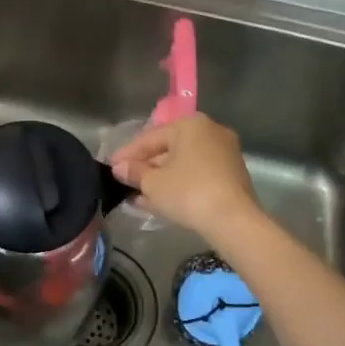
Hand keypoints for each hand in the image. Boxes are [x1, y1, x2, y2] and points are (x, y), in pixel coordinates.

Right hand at [109, 114, 260, 243]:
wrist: (233, 220)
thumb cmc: (188, 192)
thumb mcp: (153, 183)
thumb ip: (134, 172)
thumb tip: (120, 168)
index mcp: (190, 125)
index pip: (150, 137)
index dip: (127, 154)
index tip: (111, 167)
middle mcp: (210, 132)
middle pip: (168, 149)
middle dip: (146, 167)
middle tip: (125, 182)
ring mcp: (224, 154)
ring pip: (183, 164)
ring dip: (161, 179)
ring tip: (138, 196)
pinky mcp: (231, 175)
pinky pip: (197, 175)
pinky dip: (179, 185)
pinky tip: (160, 201)